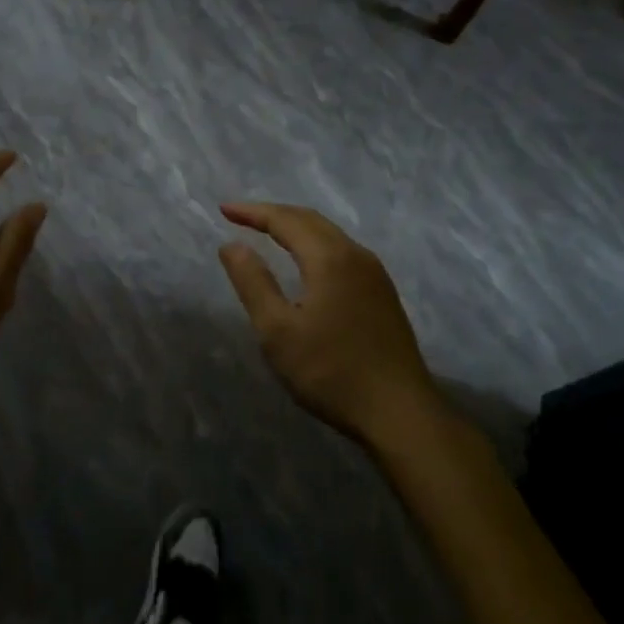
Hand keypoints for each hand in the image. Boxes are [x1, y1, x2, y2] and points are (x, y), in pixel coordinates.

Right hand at [218, 202, 437, 446]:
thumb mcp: (278, 331)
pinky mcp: (383, 294)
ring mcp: (375, 274)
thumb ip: (253, 283)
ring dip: (296, 227)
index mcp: (330, 258)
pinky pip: (342, 251)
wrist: (400, 413)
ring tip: (268, 232)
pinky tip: (306, 262)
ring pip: (329, 235)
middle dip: (274, 214)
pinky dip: (315, 244)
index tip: (224, 210)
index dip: (253, 212)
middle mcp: (356, 255)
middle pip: (310, 220)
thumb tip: (231, 245)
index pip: (285, 220)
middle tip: (241, 217)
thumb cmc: (331, 372)